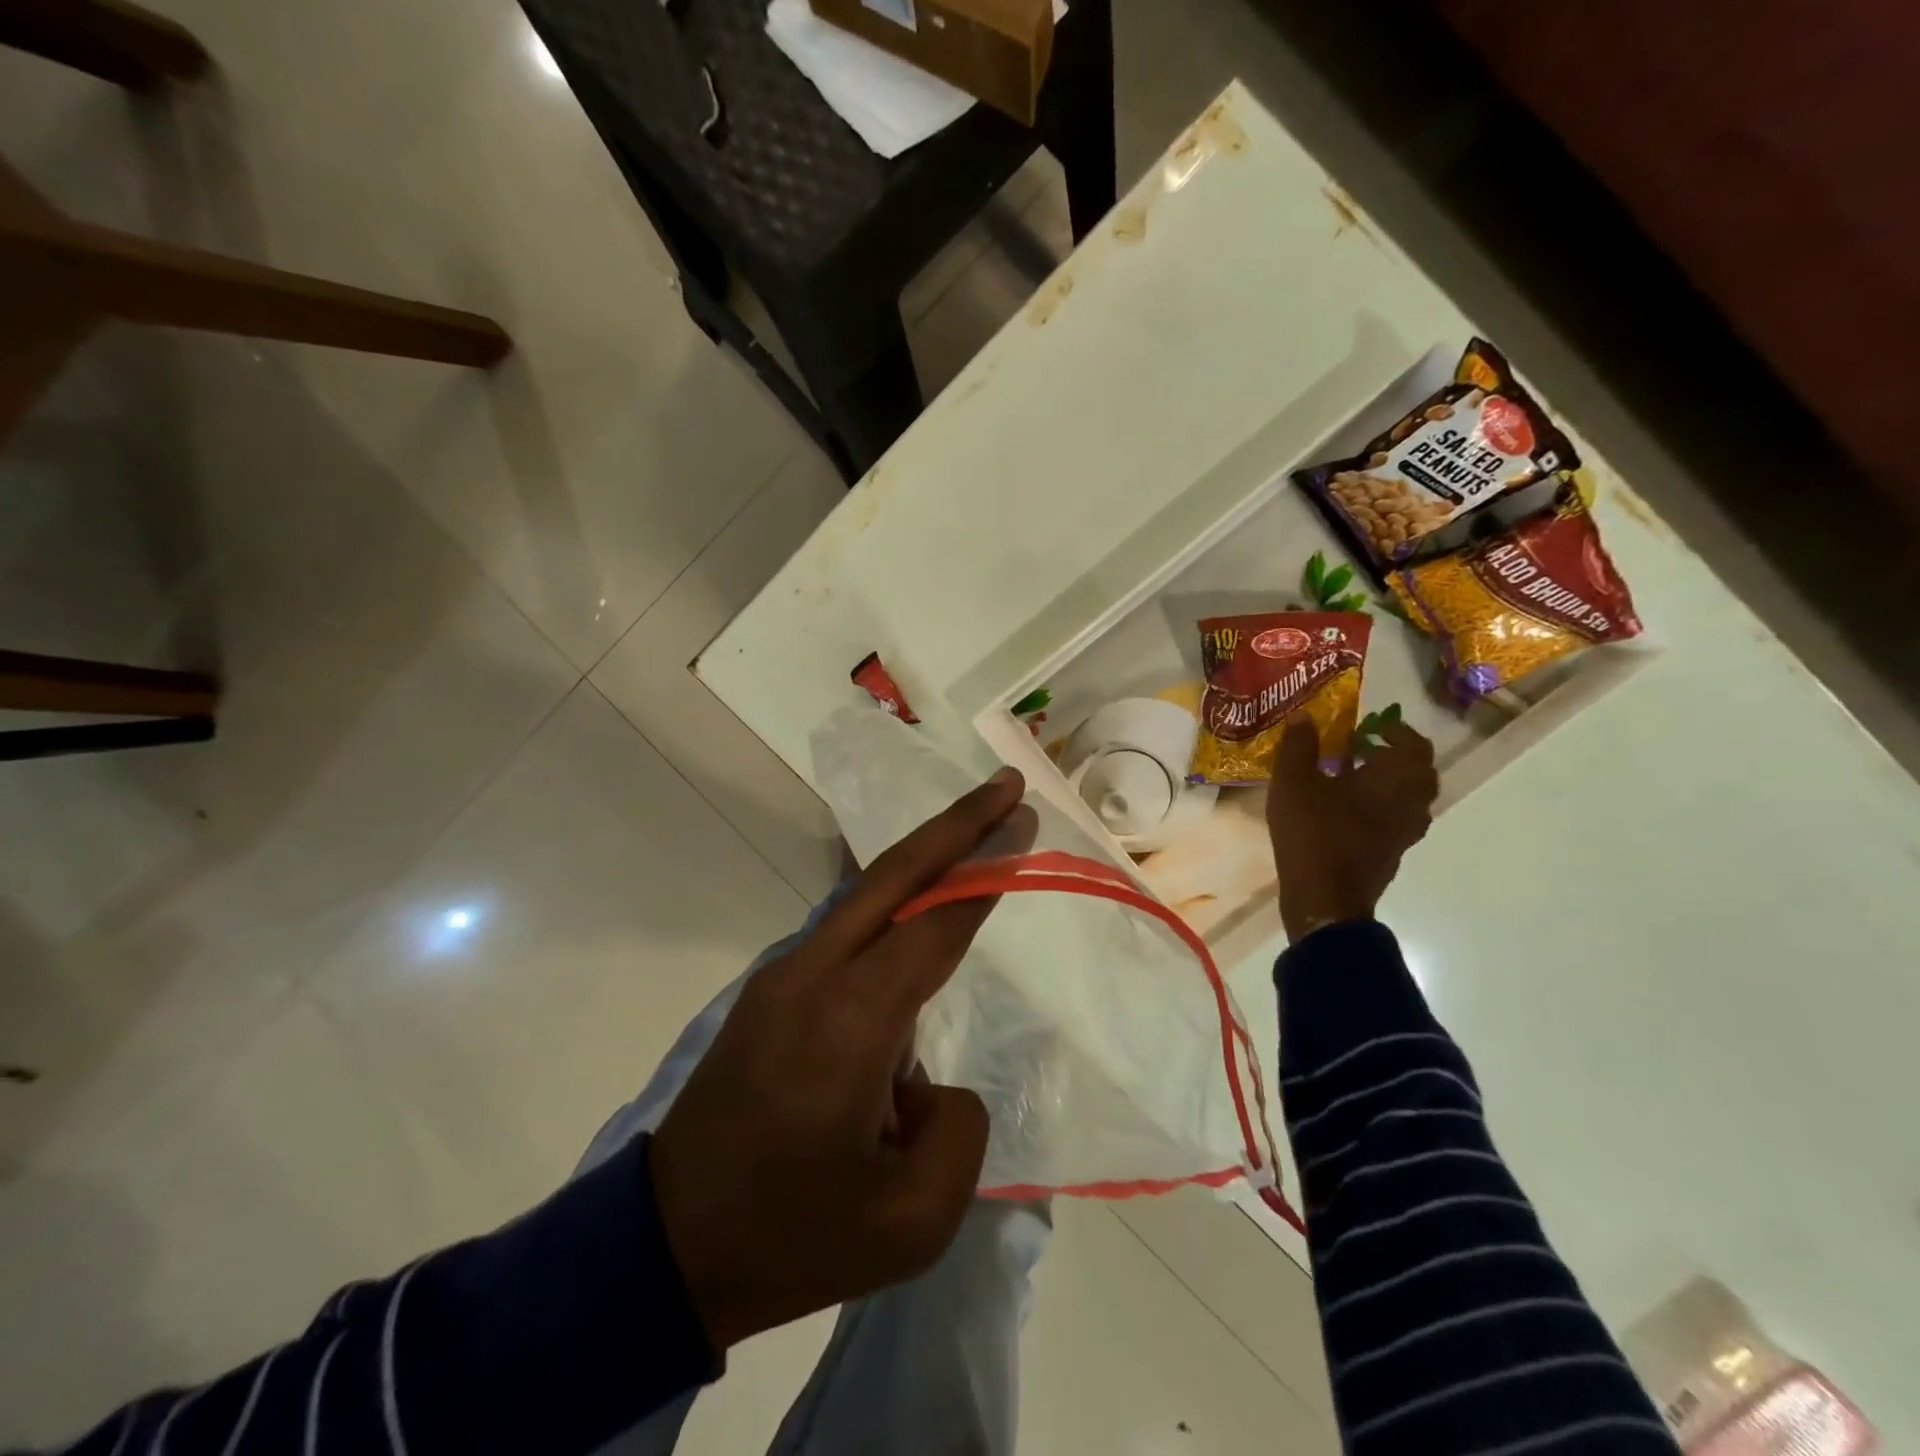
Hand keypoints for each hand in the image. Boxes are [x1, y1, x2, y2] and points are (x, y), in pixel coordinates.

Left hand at [648, 768, 1029, 1350]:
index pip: (935, 927)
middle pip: (894, 876)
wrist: (665, 1246)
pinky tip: (921, 906)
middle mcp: (813, 975)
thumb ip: (960, 1133)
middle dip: (955, 825)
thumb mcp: (910, 1223)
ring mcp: (782, 974)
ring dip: (923, 858)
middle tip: (1005, 787)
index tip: (1022, 822)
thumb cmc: (791, 1238)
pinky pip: (845, 925)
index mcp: (850, 1023)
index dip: (985, 874)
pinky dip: (892, 899)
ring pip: (865, 893)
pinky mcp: (769, 988)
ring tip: (976, 837)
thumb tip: (934, 1080)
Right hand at [1267, 718, 1437, 941]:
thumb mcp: (1294, 782)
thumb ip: (1299, 746)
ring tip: (1349, 775)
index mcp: (1396, 778)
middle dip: (1392, 755)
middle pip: (1416, 771)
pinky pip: (1393, 818)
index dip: (1394, 730)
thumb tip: (1304, 715)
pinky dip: (1377, 805)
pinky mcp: (1391, 853)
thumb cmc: (1314, 833)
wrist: (1325, 898)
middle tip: (1361, 748)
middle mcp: (1411, 802)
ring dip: (1385, 782)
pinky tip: (1342, 807)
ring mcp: (1405, 832)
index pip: (1414, 744)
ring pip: (1406, 797)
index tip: (1369, 725)